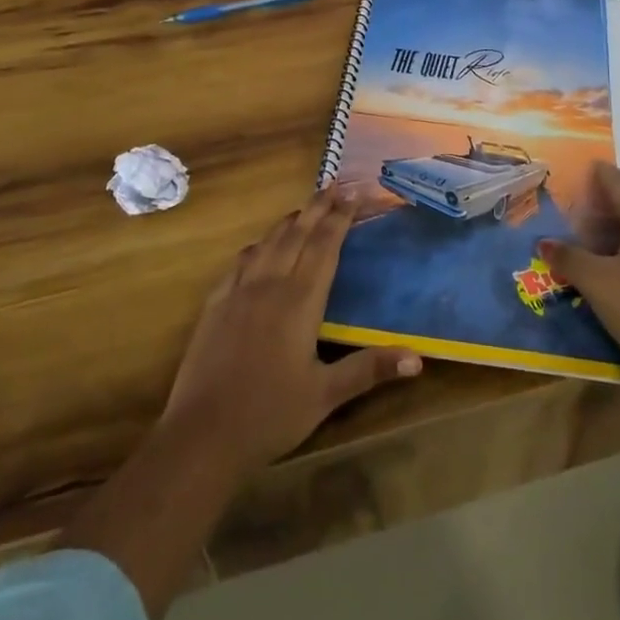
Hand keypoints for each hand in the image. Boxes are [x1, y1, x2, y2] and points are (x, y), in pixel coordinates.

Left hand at [163, 188, 422, 472]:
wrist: (202, 435)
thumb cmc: (270, 415)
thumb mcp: (325, 396)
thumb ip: (369, 370)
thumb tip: (418, 359)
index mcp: (299, 302)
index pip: (324, 247)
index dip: (340, 217)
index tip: (354, 192)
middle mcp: (269, 285)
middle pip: (297, 234)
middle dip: (318, 207)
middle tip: (335, 184)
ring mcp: (238, 292)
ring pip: (268, 243)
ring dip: (289, 221)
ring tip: (304, 208)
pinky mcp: (215, 305)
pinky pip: (240, 262)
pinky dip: (257, 246)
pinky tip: (259, 247)